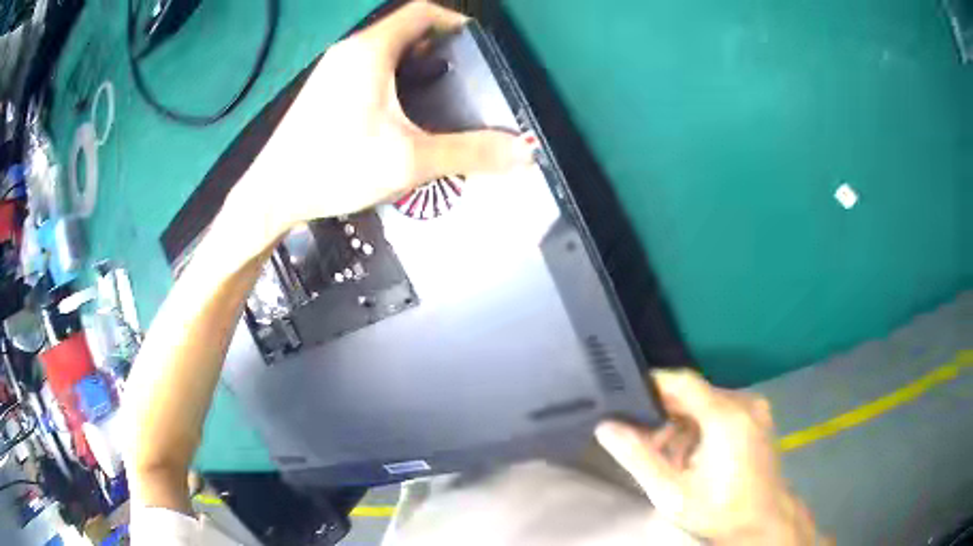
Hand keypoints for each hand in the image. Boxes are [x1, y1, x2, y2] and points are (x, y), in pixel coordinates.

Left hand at [233, 1, 535, 243]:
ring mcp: (331, 72)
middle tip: (464, 73)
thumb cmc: (334, 167)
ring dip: (414, 64)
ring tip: (439, 94)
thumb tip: (521, 153)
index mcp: (369, 51)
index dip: (454, 21)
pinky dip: (391, 79)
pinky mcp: (323, 93)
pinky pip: (366, 71)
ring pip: (384, 52)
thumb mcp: (409, 160)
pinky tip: (399, 113)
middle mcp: (348, 52)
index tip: (477, 42)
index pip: (421, 12)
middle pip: (403, 31)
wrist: (273, 195)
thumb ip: (469, 153)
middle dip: (438, 46)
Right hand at [596, 369, 822, 544]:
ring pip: (707, 404)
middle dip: (666, 417)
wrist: (763, 522)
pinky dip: (703, 428)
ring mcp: (755, 409)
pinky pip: (723, 411)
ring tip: (672, 460)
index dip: (653, 384)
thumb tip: (607, 427)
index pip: (682, 381)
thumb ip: (638, 457)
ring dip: (684, 426)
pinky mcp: (759, 418)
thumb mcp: (671, 492)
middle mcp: (744, 403)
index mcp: (725, 416)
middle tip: (648, 446)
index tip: (627, 398)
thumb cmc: (718, 510)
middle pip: (694, 395)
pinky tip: (695, 457)